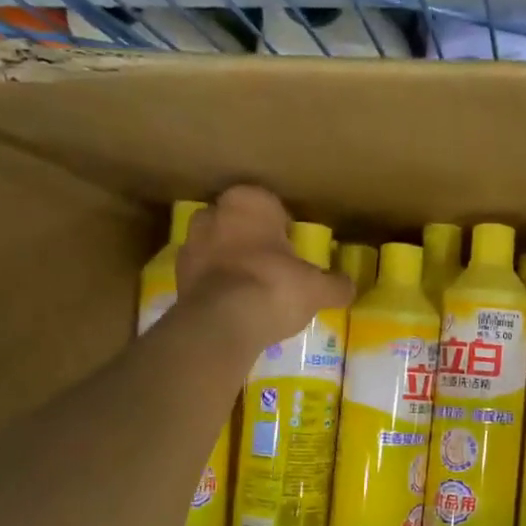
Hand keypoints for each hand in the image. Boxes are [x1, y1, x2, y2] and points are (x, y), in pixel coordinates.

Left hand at [176, 185, 352, 352]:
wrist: (223, 323)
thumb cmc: (275, 287)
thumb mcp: (317, 288)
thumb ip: (335, 285)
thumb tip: (348, 287)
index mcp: (248, 202)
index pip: (267, 203)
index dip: (280, 225)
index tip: (291, 247)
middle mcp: (213, 214)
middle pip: (236, 222)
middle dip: (249, 239)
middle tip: (271, 265)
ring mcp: (189, 245)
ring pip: (215, 247)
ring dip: (229, 261)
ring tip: (251, 289)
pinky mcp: (177, 277)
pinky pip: (203, 275)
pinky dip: (215, 285)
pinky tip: (233, 306)